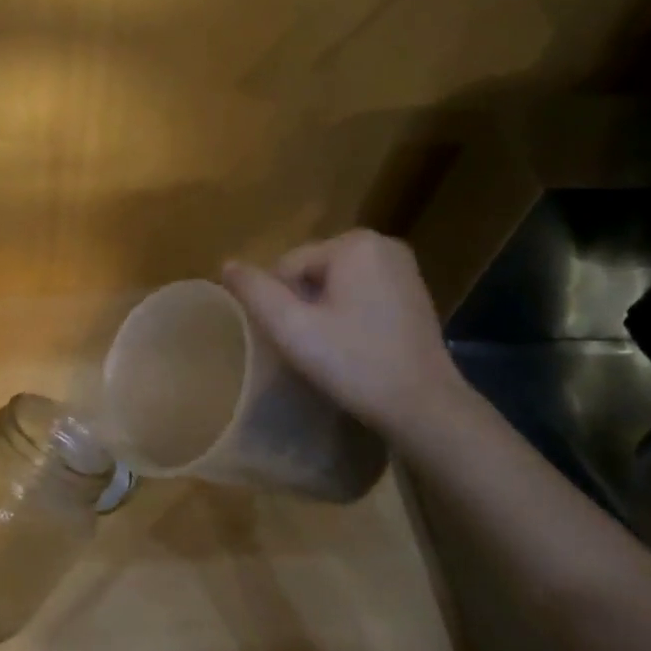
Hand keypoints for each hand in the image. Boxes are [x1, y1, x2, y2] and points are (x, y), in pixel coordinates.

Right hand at [223, 230, 464, 434]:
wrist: (423, 406)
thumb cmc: (354, 363)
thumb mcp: (292, 328)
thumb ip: (255, 292)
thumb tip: (227, 265)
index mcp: (354, 244)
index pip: (287, 266)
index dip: (279, 305)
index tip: (293, 340)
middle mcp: (382, 244)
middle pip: (311, 272)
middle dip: (302, 306)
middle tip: (310, 347)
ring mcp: (402, 268)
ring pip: (334, 284)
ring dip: (323, 312)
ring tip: (329, 349)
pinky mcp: (412, 292)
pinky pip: (359, 294)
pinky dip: (347, 315)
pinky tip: (353, 346)